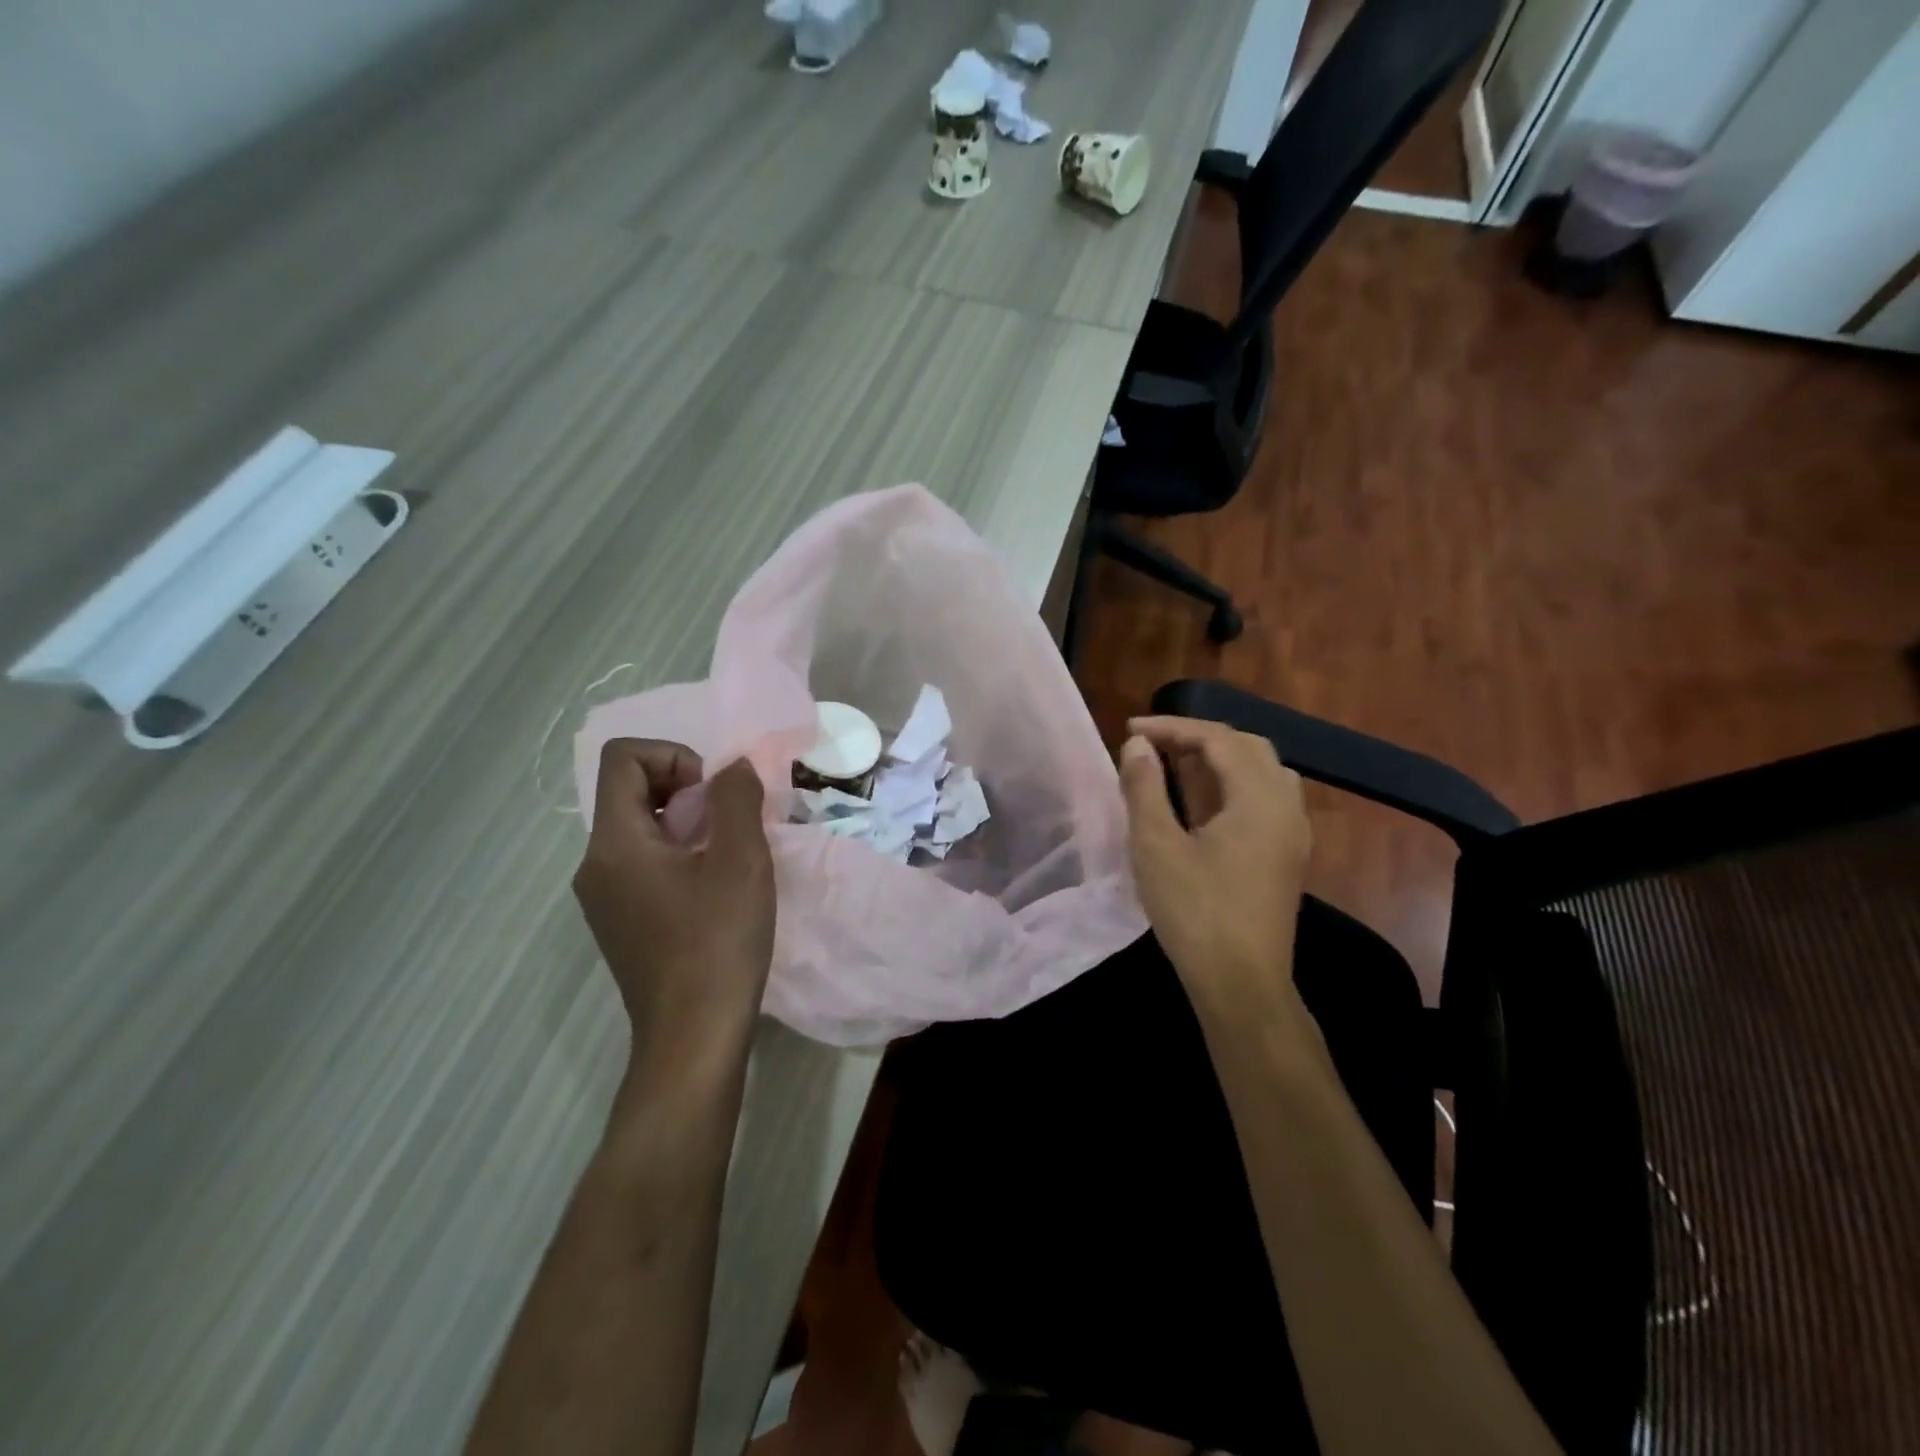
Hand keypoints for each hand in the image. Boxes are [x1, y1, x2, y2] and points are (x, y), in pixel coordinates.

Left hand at [573, 740, 774, 1069]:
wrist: (693, 1036)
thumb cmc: (717, 942)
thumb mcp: (740, 860)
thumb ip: (736, 798)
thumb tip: (731, 768)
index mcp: (614, 843)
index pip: (624, 758)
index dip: (674, 756)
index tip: (712, 795)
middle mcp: (595, 864)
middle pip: (630, 790)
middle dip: (685, 789)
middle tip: (729, 824)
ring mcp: (602, 897)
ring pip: (639, 828)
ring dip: (686, 823)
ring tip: (727, 855)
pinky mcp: (619, 921)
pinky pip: (642, 862)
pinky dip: (678, 854)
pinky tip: (713, 888)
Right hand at [1118, 716, 1311, 1006]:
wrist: (1241, 984)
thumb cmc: (1195, 912)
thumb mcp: (1156, 845)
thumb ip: (1145, 787)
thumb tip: (1138, 745)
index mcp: (1259, 799)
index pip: (1219, 738)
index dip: (1173, 727)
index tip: (1131, 729)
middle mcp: (1286, 807)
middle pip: (1248, 748)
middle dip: (1198, 737)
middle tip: (1153, 745)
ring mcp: (1292, 834)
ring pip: (1261, 772)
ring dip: (1219, 759)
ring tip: (1176, 766)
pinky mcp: (1286, 857)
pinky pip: (1264, 799)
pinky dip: (1231, 785)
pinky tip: (1200, 803)